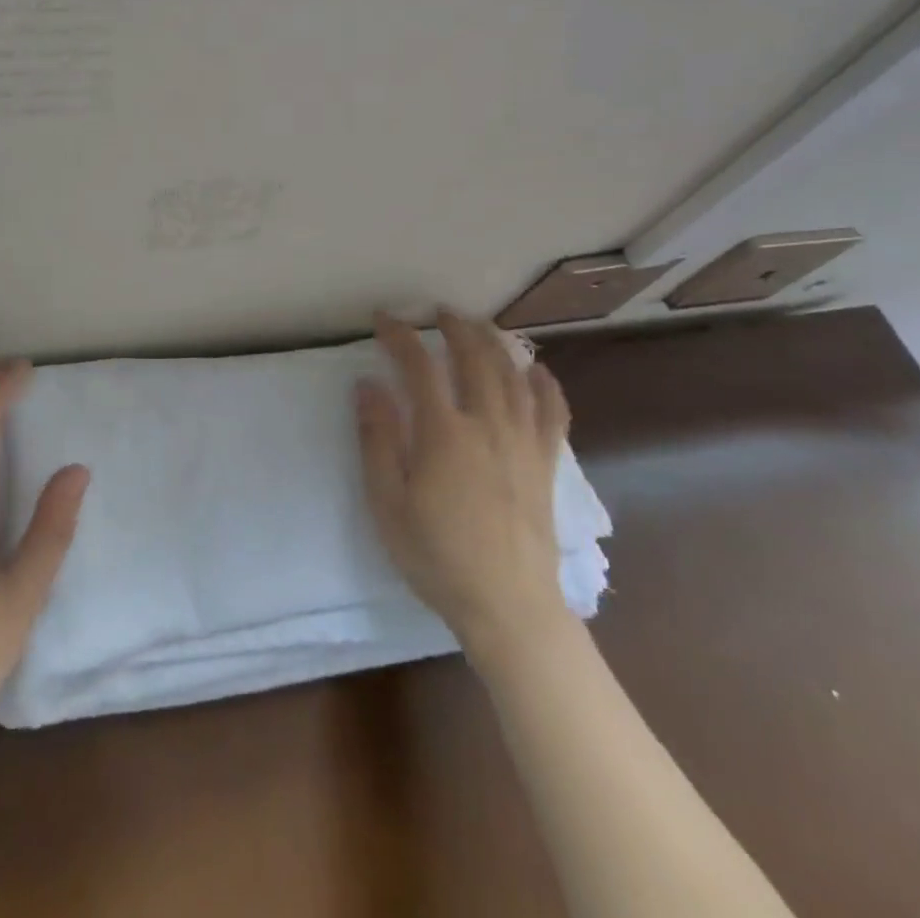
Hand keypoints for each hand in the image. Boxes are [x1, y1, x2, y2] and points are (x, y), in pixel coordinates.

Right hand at [357, 310, 571, 664]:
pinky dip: (545, 384)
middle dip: (455, 328)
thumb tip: (367, 385)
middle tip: (439, 312)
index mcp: (444, 433)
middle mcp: (487, 424)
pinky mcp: (545, 463)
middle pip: (474, 358)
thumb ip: (377, 439)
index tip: (384, 318)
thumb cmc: (437, 556)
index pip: (419, 366)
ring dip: (495, 343)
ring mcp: (523, 442)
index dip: (400, 336)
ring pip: (513, 375)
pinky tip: (536, 370)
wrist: (509, 607)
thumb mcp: (388, 502)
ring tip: (480, 327)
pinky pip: (552, 411)